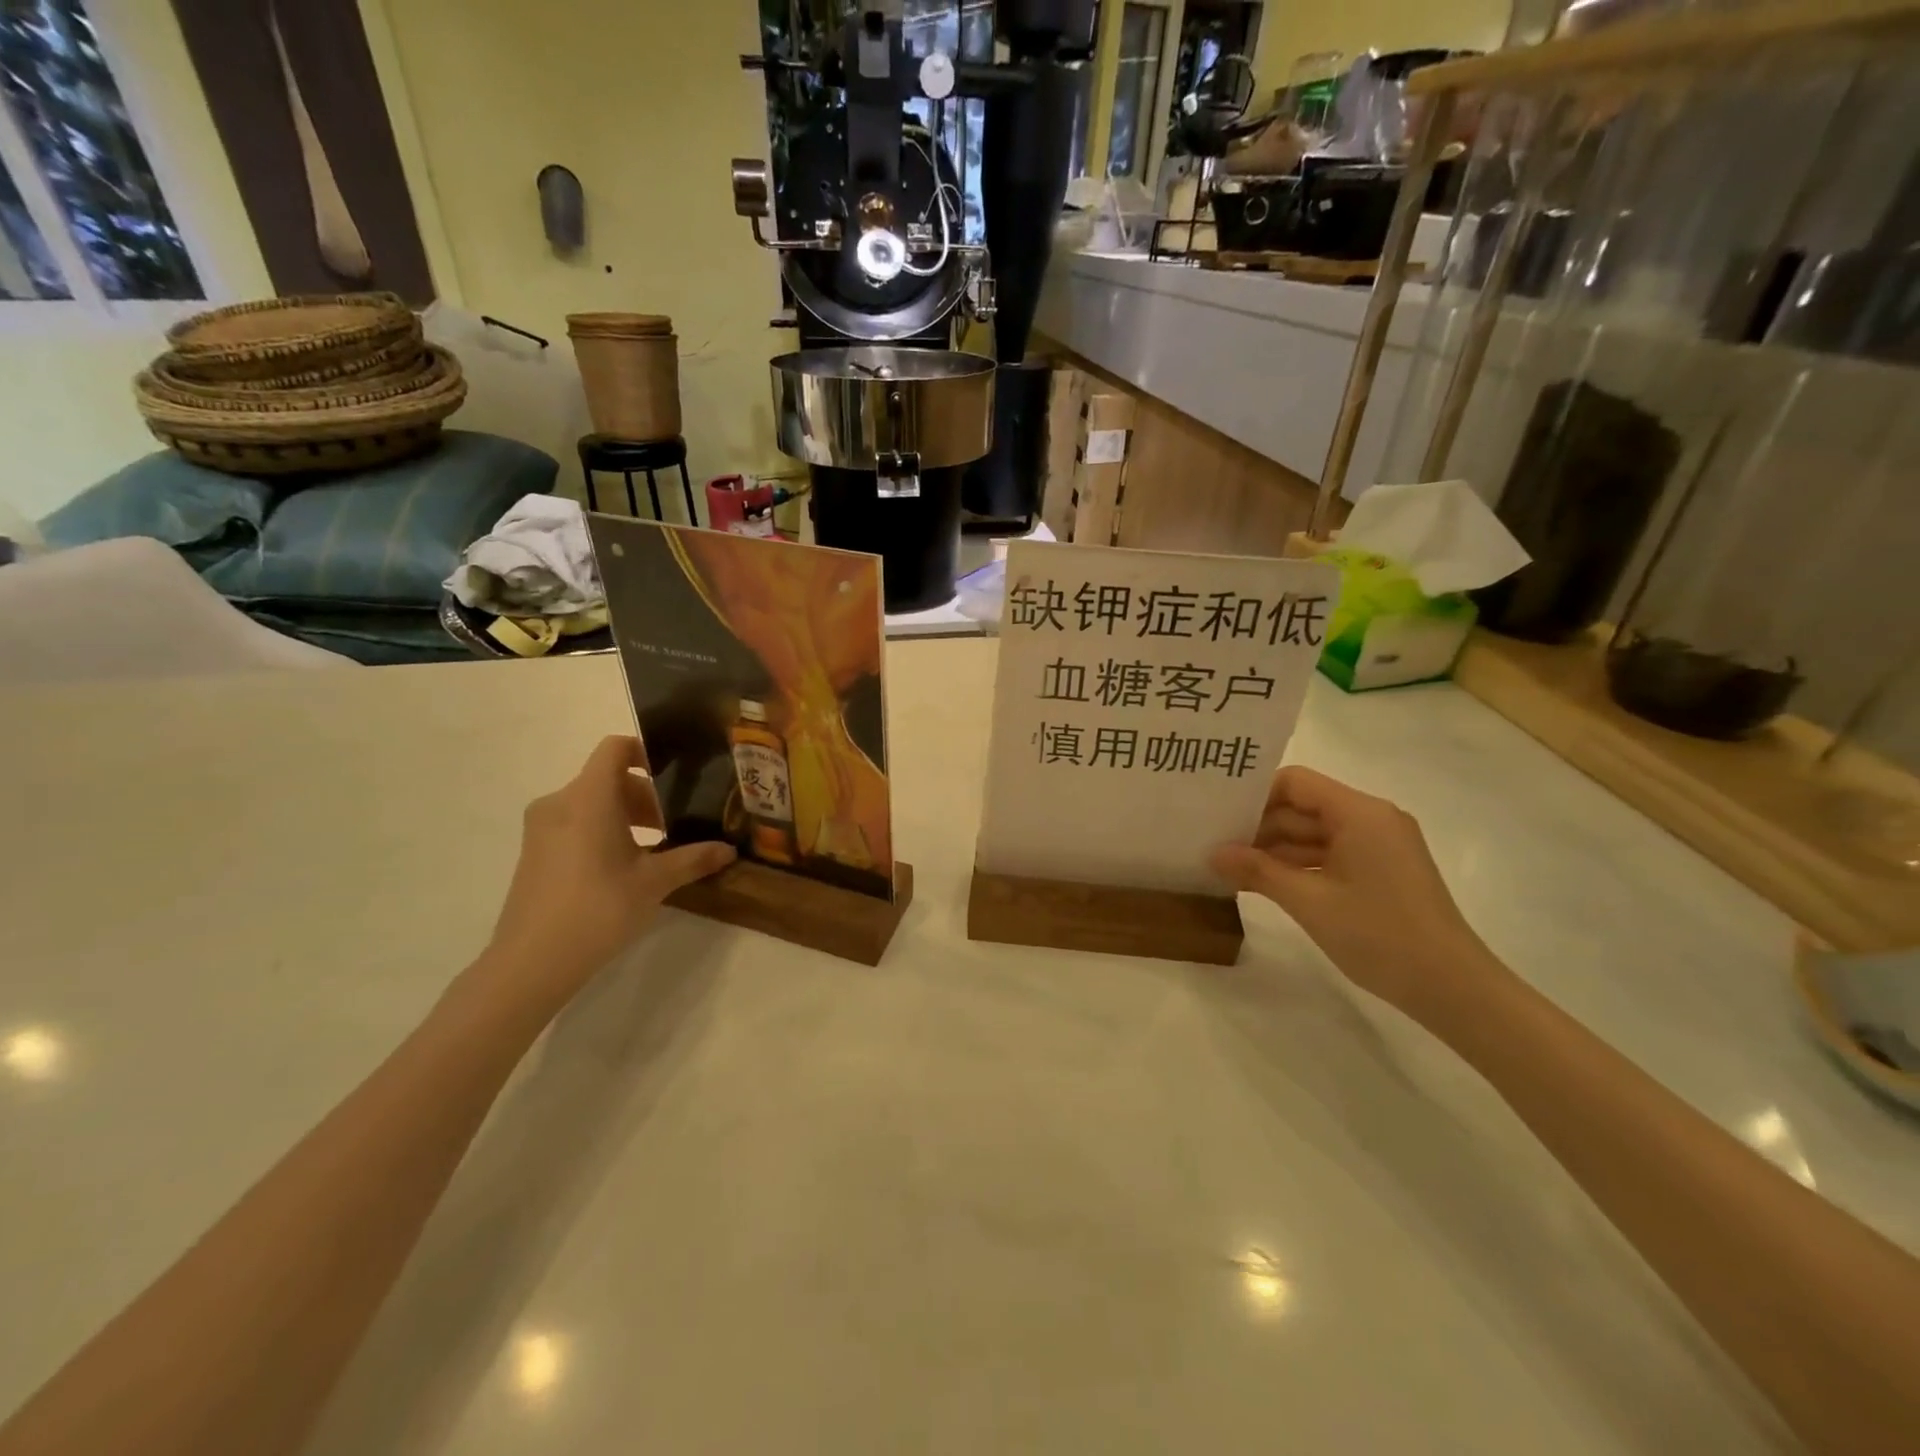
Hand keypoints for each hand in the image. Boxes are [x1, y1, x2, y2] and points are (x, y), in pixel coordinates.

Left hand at [485, 736, 734, 1000]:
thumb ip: (693, 859)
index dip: (646, 752)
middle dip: (646, 795)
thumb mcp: (654, 882)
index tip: (676, 776)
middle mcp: (560, 802)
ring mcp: (542, 827)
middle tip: (676, 825)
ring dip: (626, 815)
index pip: (616, 748)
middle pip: (608, 778)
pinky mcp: (534, 851)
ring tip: (655, 848)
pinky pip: (575, 822)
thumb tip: (729, 850)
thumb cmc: (598, 909)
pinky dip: (603, 830)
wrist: (531, 962)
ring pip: (592, 802)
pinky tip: (624, 867)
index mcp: (589, 798)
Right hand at [1211, 767, 1505, 1022]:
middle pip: (1302, 808)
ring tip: (1228, 866)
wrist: (1453, 988)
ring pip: (1312, 834)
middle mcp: (1371, 819)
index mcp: (1359, 813)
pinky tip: (1261, 882)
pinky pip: (1328, 855)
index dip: (1255, 795)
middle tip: (1212, 843)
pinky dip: (1297, 866)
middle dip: (1258, 826)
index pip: (1295, 783)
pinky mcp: (1380, 870)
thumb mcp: (1309, 902)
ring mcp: (1378, 846)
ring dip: (1274, 849)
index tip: (1218, 814)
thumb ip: (1258, 871)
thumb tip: (1213, 854)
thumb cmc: (1380, 936)